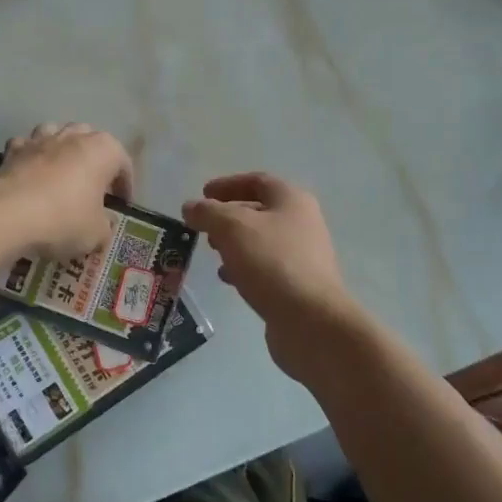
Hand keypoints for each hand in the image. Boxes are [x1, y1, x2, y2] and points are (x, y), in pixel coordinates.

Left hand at [0, 123, 133, 259]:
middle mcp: (73, 136)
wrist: (8, 215)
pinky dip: (31, 157)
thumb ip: (105, 227)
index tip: (121, 204)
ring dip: (62, 150)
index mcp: (103, 150)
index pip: (123, 163)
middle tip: (94, 187)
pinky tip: (30, 175)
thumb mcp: (96, 234)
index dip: (125, 185)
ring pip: (57, 134)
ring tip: (62, 173)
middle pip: (91, 140)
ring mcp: (41, 138)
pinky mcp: (13, 149)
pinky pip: (27, 147)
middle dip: (94, 160)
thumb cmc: (63, 219)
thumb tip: (102, 226)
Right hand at [183, 173, 363, 382]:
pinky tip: (228, 279)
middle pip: (259, 210)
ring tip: (212, 253)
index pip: (257, 181)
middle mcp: (302, 223)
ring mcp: (303, 255)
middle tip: (204, 227)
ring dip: (234, 243)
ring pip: (261, 240)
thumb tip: (191, 207)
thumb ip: (207, 212)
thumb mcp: (231, 228)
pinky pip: (266, 266)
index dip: (228, 184)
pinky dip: (244, 267)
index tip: (203, 194)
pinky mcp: (298, 284)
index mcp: (291, 200)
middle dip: (228, 216)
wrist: (311, 321)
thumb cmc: (271, 262)